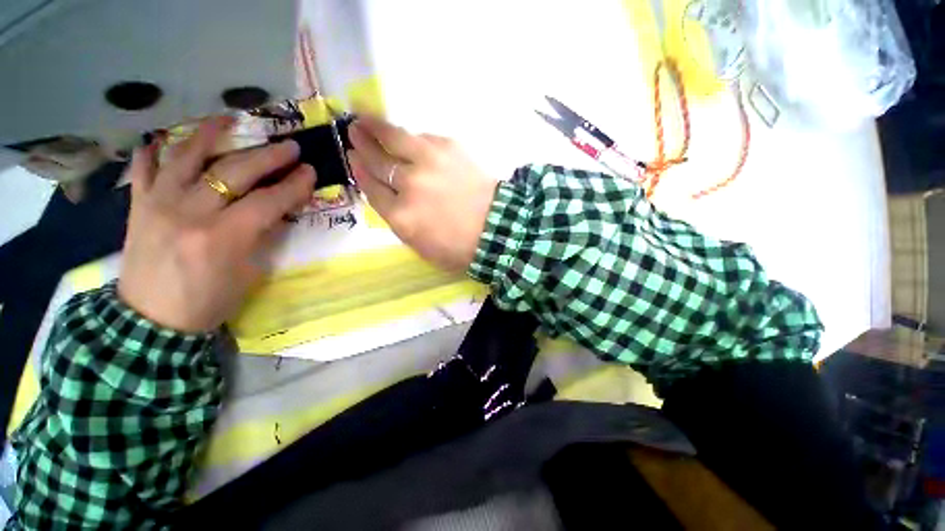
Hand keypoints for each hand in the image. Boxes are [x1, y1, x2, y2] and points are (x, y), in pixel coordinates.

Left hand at [119, 117, 315, 332]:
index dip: (292, 186)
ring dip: (210, 132)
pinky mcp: (139, 206)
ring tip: (228, 119)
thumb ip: (257, 247)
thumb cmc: (198, 310)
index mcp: (220, 240)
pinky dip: (148, 154)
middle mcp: (191, 212)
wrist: (151, 327)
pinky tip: (155, 143)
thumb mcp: (238, 286)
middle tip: (289, 146)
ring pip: (188, 154)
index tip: (309, 172)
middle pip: (235, 170)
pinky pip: (142, 170)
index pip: (266, 203)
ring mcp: (162, 203)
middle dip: (268, 156)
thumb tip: (275, 215)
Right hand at [347, 116, 498, 271]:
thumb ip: (393, 212)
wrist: (497, 228)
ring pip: (396, 138)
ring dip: (377, 127)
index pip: (370, 185)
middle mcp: (410, 184)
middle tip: (352, 129)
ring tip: (366, 118)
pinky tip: (406, 136)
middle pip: (377, 159)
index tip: (351, 155)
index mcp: (400, 215)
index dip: (358, 168)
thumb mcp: (414, 241)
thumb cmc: (454, 244)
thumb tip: (379, 183)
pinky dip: (411, 138)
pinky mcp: (448, 146)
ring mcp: (429, 162)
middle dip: (362, 143)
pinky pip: (422, 137)